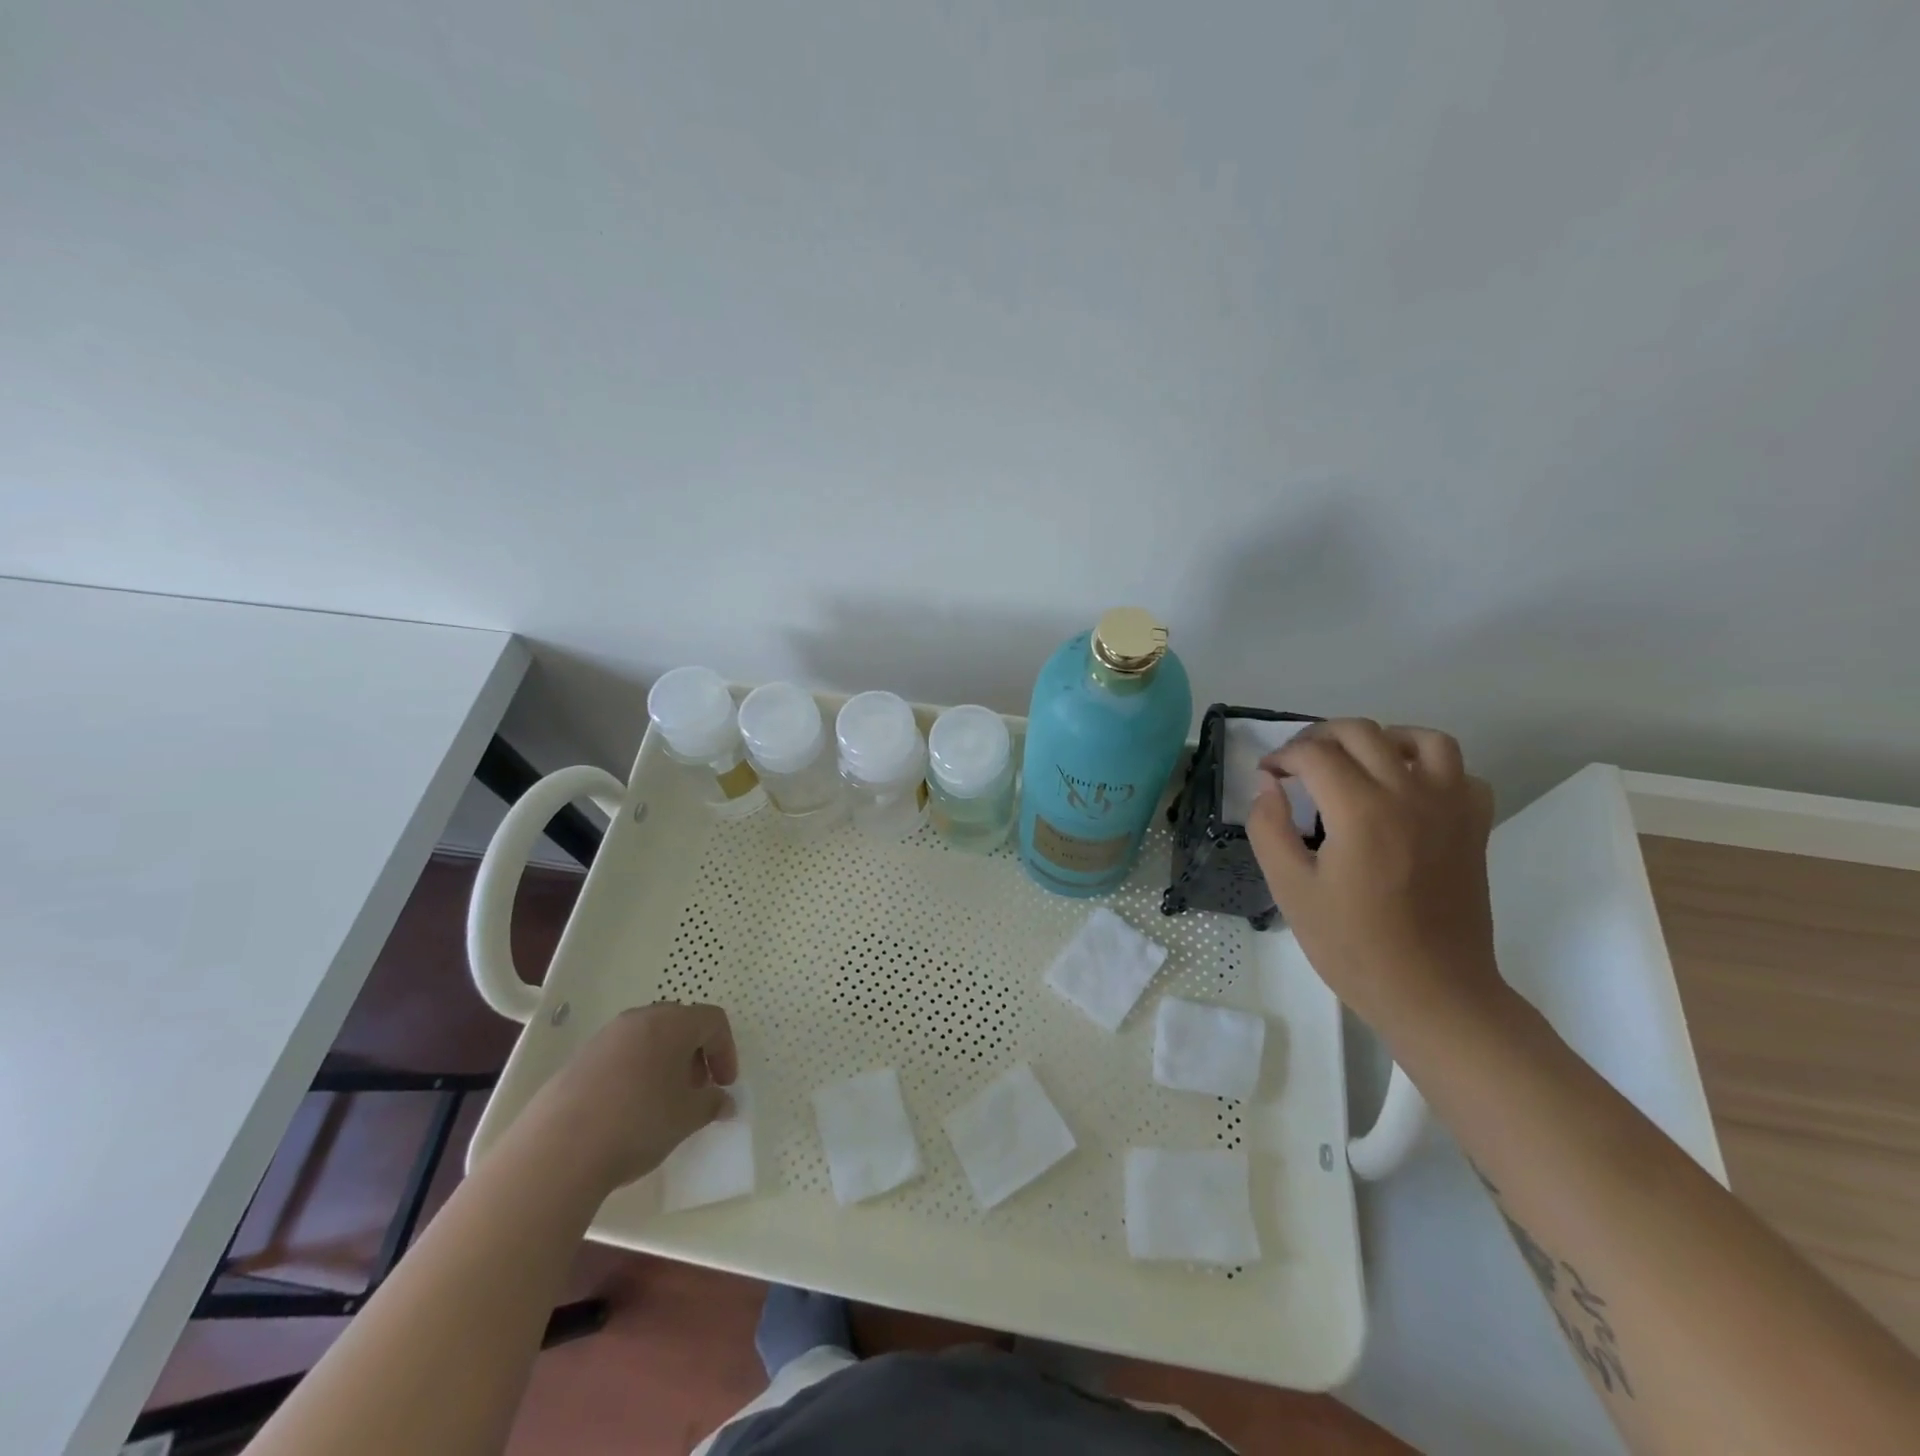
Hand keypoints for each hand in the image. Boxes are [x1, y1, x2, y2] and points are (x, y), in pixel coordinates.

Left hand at [519, 1002, 738, 1193]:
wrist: (557, 1151)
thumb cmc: (637, 1123)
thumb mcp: (686, 1117)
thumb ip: (712, 1104)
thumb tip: (724, 1102)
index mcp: (671, 1023)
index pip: (713, 1021)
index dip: (726, 1050)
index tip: (724, 1085)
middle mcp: (639, 1019)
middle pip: (680, 1024)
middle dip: (696, 1054)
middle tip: (697, 1090)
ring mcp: (605, 1038)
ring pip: (648, 1039)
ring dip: (666, 1063)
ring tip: (663, 1102)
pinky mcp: (579, 1060)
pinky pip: (621, 1055)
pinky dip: (636, 1072)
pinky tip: (630, 1109)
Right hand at [1245, 719, 1500, 1035]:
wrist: (1433, 992)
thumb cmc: (1352, 946)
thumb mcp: (1290, 890)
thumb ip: (1269, 828)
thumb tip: (1268, 785)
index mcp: (1361, 810)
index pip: (1314, 754)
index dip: (1282, 756)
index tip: (1266, 775)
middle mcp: (1410, 794)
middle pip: (1362, 732)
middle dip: (1319, 737)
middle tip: (1297, 763)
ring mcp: (1450, 808)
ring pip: (1422, 738)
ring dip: (1381, 739)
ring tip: (1356, 762)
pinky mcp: (1473, 828)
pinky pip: (1460, 773)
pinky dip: (1431, 768)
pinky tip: (1405, 791)